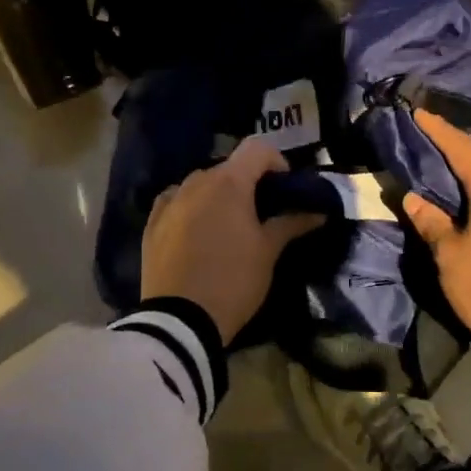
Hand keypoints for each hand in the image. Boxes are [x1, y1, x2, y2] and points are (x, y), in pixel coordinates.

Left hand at [141, 138, 324, 343]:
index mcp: (229, 182)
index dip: (276, 161)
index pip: (257, 148)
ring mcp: (170, 201)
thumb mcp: (268, 252)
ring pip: (201, 184)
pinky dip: (191, 208)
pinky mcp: (152, 223)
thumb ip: (291, 223)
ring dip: (218, 195)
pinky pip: (176, 202)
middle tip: (261, 213)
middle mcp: (197, 182)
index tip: (285, 188)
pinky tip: (197, 231)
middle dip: (248, 183)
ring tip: (228, 226)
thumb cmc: (233, 280)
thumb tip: (318, 212)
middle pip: (229, 167)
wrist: (179, 321)